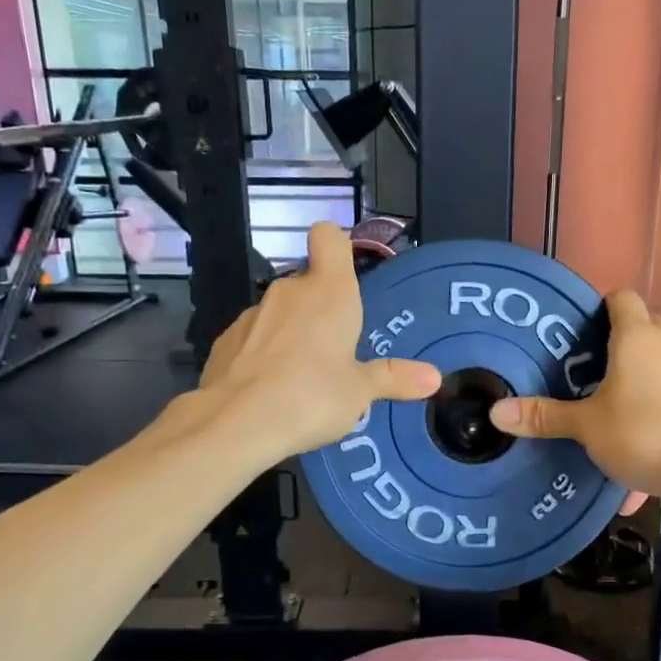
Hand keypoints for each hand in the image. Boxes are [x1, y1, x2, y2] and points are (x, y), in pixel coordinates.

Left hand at [199, 222, 440, 459]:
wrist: (234, 423)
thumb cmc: (311, 397)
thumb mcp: (361, 392)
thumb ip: (394, 378)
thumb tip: (434, 377)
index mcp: (329, 292)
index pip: (329, 236)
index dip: (338, 245)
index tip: (347, 276)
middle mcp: (289, 292)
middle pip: (309, 282)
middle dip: (322, 310)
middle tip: (338, 352)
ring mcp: (253, 314)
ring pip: (281, 312)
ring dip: (293, 333)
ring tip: (303, 379)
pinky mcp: (226, 340)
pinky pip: (255, 337)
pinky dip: (264, 354)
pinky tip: (269, 390)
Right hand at [488, 289, 660, 505]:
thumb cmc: (643, 432)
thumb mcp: (586, 426)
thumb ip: (544, 416)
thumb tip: (496, 412)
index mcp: (636, 336)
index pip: (620, 297)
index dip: (598, 306)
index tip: (575, 328)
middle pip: (641, 325)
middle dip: (615, 340)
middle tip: (584, 365)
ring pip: (658, 358)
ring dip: (636, 372)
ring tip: (606, 399)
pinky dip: (652, 403)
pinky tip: (633, 438)